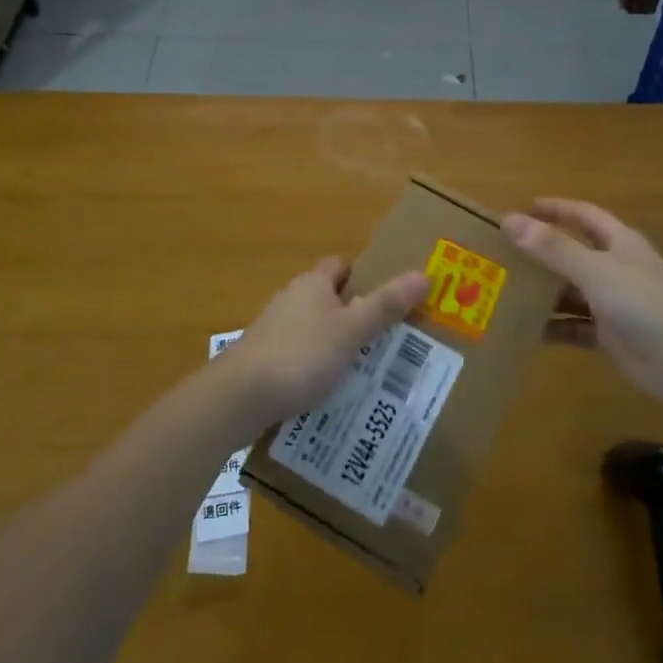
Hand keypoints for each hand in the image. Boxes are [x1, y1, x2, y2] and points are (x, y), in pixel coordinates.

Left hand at [220, 258, 429, 428]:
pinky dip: (315, 369)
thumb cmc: (301, 355)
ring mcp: (273, 330)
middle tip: (387, 338)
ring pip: (313, 330)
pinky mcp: (262, 360)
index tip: (387, 296)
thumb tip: (424, 274)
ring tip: (366, 370)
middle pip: (328, 298)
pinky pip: (298, 357)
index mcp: (313, 284)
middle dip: (353, 314)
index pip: (339, 266)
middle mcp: (291, 299)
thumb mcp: (352, 331)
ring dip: (335, 344)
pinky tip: (330, 392)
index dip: (363, 275)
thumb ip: (386, 305)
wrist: (238, 397)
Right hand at [504, 199, 662, 406]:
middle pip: (575, 254)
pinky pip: (577, 328)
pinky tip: (528, 331)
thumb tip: (509, 220)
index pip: (584, 215)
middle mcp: (617, 268)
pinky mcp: (613, 337)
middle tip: (505, 254)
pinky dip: (556, 328)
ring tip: (507, 292)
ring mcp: (615, 304)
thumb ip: (553, 248)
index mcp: (619, 242)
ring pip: (573, 292)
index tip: (524, 208)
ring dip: (545, 293)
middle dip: (543, 253)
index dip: (557, 209)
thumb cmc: (643, 301)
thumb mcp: (594, 270)